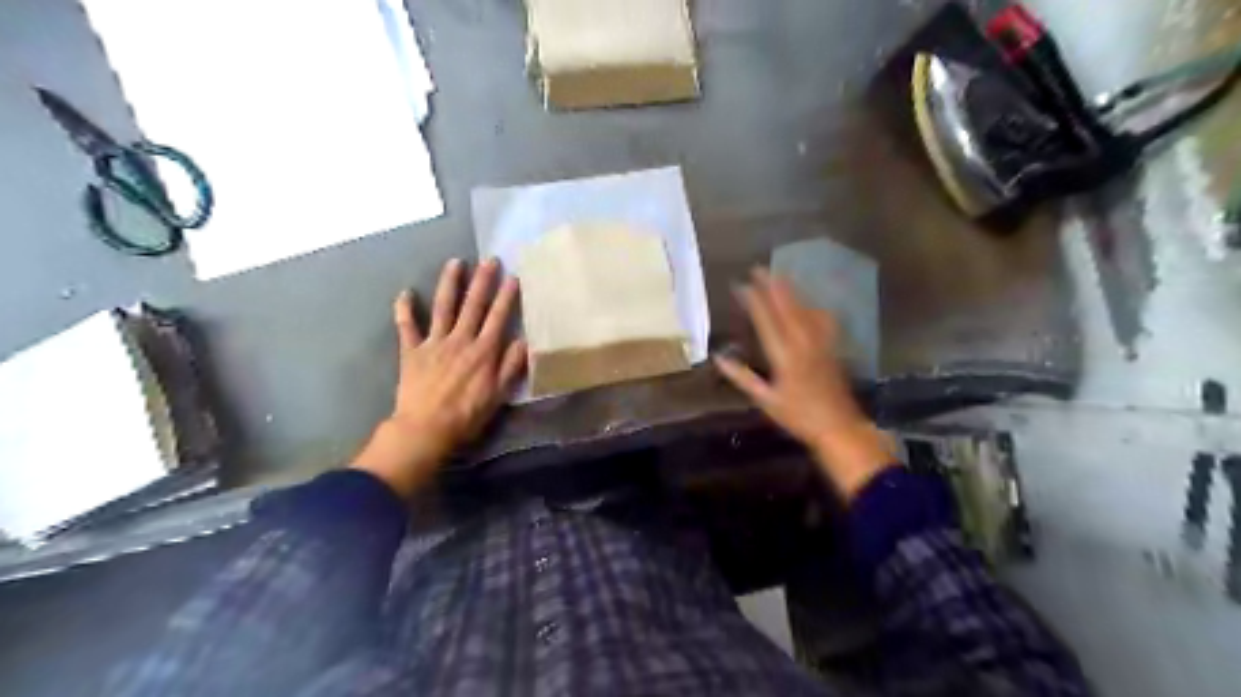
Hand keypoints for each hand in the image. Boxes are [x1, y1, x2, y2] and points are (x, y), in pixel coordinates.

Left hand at [349, 259, 523, 497]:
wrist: (425, 429)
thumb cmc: (466, 415)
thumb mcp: (498, 395)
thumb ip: (511, 366)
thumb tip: (525, 341)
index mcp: (483, 351)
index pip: (498, 317)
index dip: (506, 296)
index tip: (513, 277)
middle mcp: (460, 340)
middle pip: (473, 305)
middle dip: (483, 281)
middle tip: (489, 260)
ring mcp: (434, 342)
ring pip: (443, 307)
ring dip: (449, 283)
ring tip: (455, 262)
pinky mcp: (412, 351)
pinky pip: (406, 326)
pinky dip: (405, 309)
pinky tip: (405, 292)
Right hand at [713, 266, 898, 500]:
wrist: (840, 427)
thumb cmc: (798, 416)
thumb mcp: (765, 400)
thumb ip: (742, 377)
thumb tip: (718, 358)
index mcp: (784, 354)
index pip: (766, 319)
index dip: (753, 300)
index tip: (741, 284)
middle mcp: (803, 342)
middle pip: (787, 307)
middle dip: (772, 286)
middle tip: (759, 268)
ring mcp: (821, 343)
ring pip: (805, 309)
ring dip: (791, 292)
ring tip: (779, 277)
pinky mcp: (831, 347)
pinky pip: (821, 319)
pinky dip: (811, 307)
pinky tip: (810, 304)